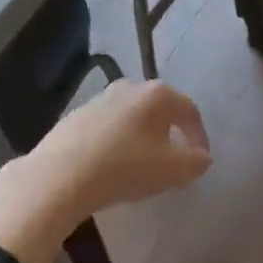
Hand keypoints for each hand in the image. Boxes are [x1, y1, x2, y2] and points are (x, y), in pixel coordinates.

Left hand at [17, 78, 212, 220]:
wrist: (60, 175)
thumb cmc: (125, 167)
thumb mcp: (173, 170)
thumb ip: (196, 161)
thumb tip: (202, 157)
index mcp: (157, 94)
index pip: (190, 111)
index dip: (200, 137)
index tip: (199, 161)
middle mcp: (129, 87)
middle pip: (160, 110)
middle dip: (171, 134)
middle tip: (173, 162)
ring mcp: (99, 99)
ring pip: (133, 117)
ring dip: (143, 138)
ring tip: (143, 165)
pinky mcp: (76, 115)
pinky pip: (108, 127)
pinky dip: (118, 142)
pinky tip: (113, 165)